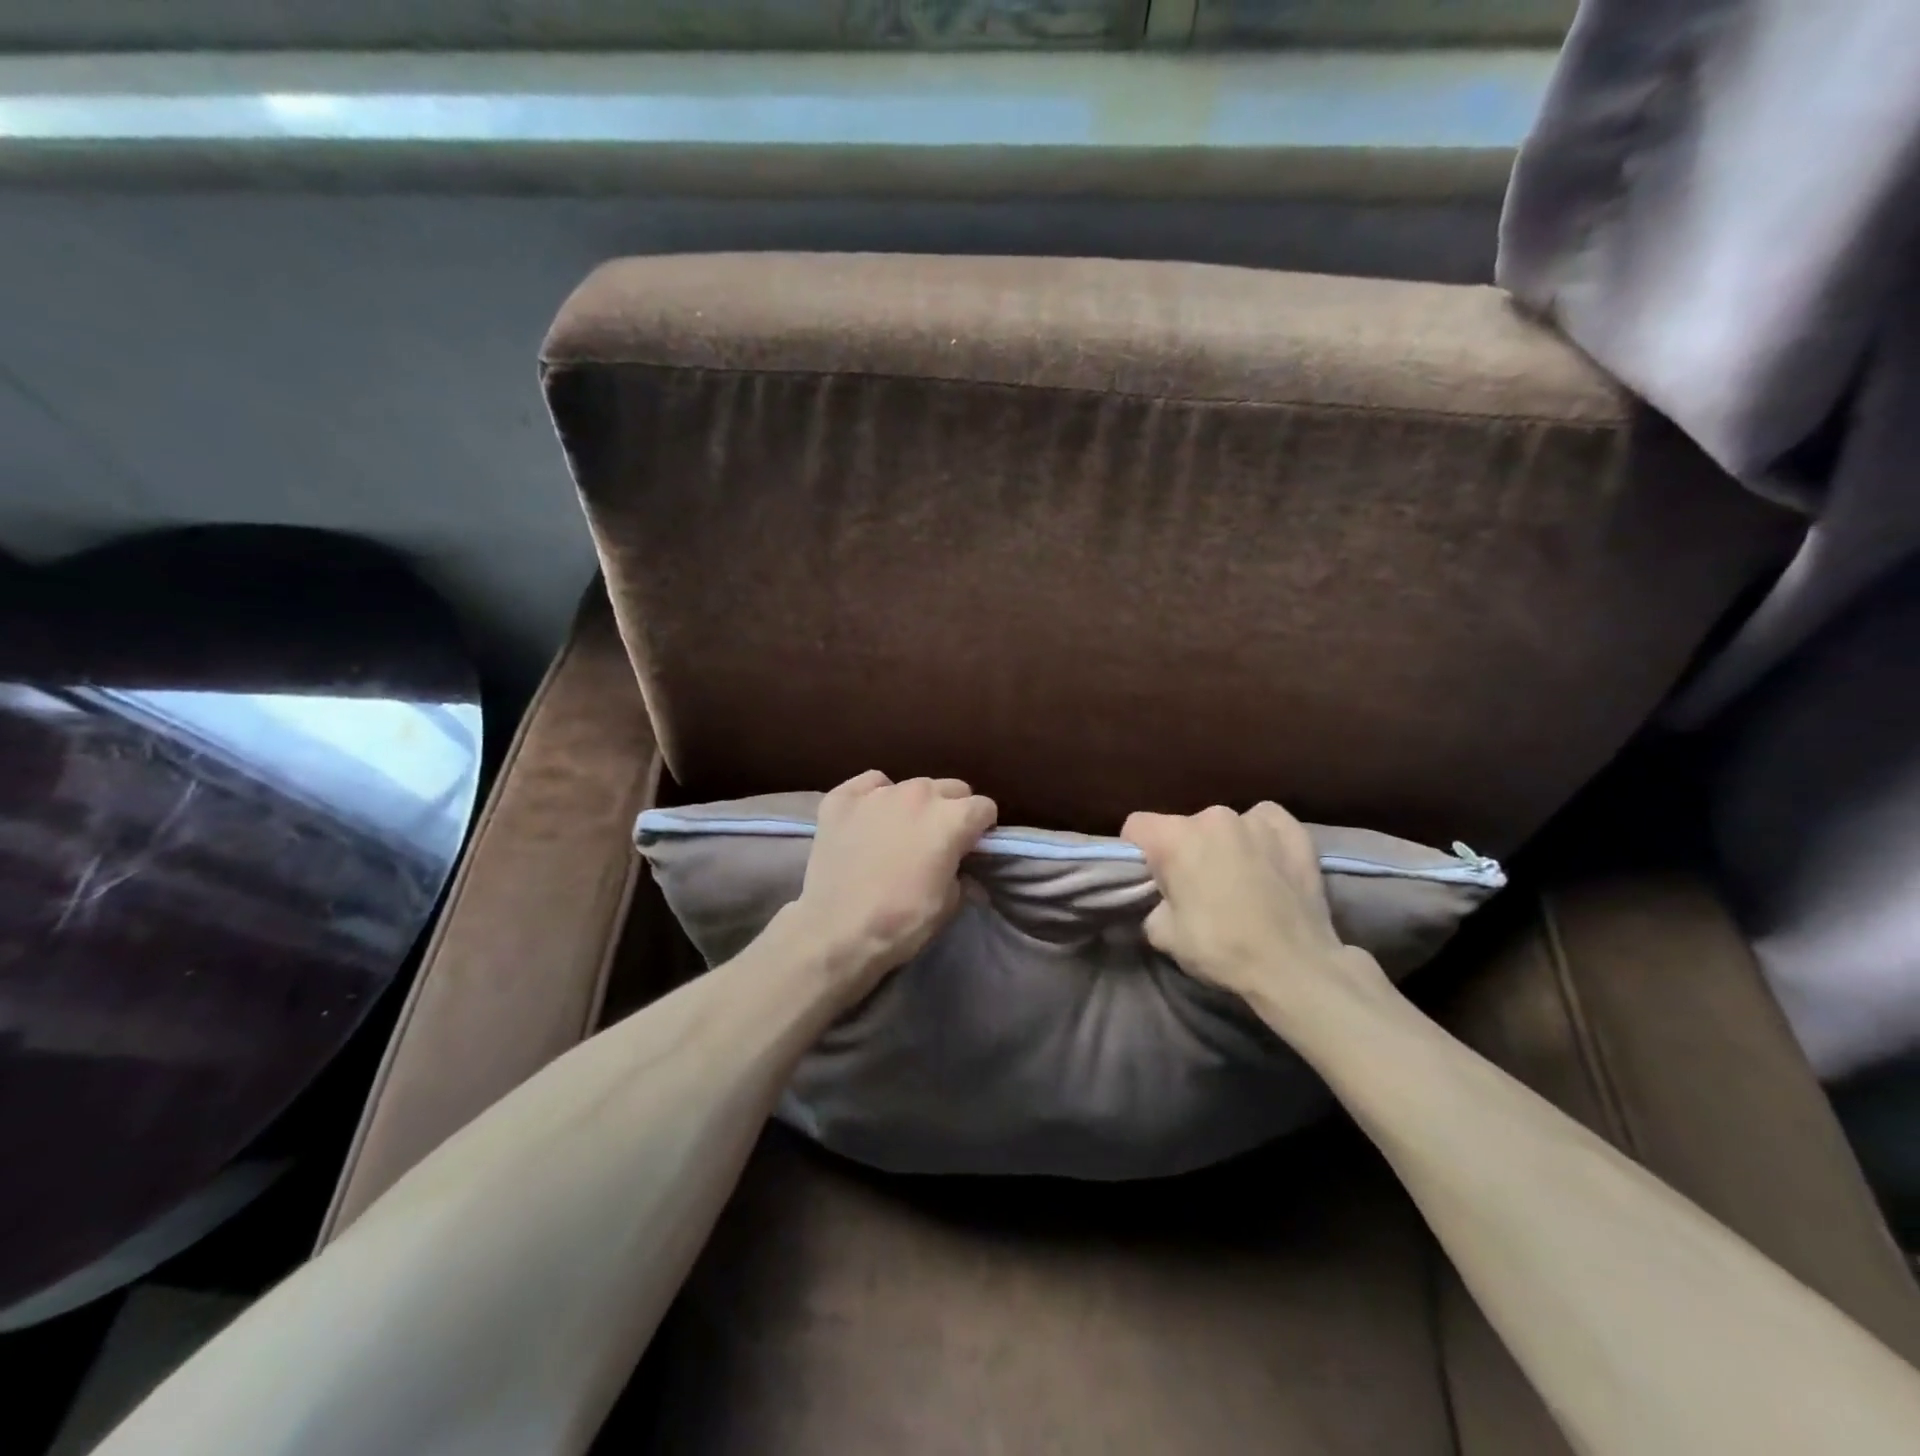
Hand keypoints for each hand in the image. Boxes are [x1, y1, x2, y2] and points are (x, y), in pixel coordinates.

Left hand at [784, 771, 997, 997]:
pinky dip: (874, 797)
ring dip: (913, 805)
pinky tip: (868, 820)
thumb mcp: (947, 906)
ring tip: (899, 832)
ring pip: (910, 785)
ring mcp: (878, 793)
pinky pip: (869, 784)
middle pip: (950, 789)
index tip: (972, 847)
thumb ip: (962, 877)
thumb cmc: (901, 922)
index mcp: (952, 819)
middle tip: (937, 840)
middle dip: (951, 810)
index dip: (981, 828)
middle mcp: (918, 794)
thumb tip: (966, 873)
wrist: (835, 931)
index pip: (984, 808)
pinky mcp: (842, 797)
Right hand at [1121, 803, 1393, 1037]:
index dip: (1137, 850)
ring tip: (1240, 880)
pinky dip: (1261, 838)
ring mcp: (1254, 819)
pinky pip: (1264, 822)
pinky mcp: (1291, 829)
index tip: (1150, 876)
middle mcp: (1212, 817)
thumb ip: (1152, 904)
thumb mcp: (1164, 935)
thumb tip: (1163, 899)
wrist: (1296, 966)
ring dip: (1224, 846)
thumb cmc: (1222, 949)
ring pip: (1224, 826)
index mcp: (1174, 838)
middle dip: (1185, 851)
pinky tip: (1269, 863)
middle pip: (1183, 827)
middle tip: (1197, 887)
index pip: (1136, 826)